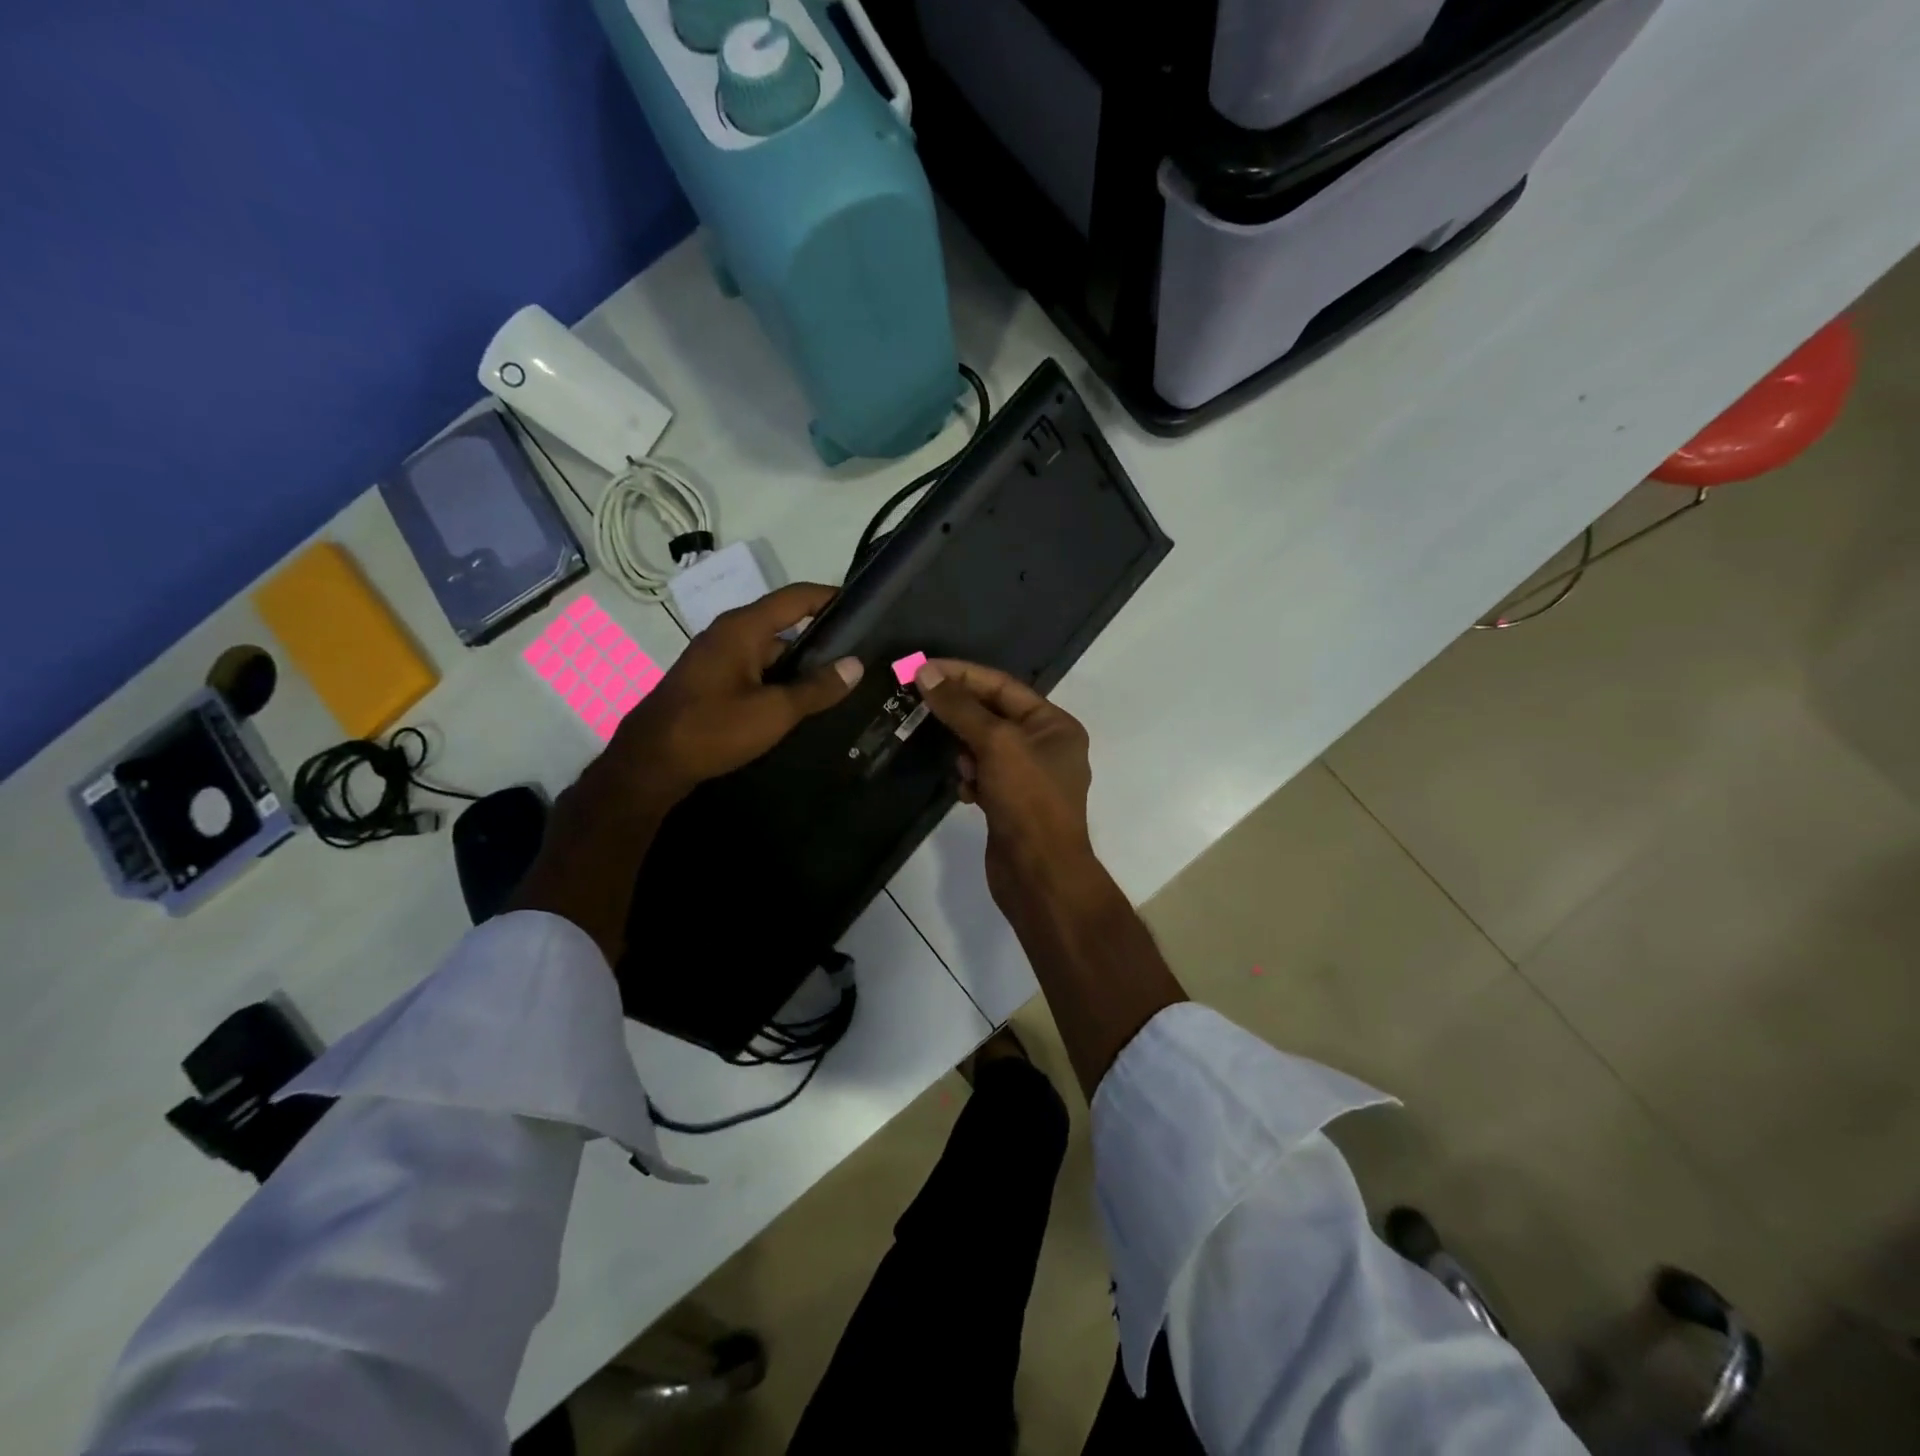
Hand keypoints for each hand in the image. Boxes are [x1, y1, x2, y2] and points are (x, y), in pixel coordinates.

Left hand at [604, 582, 864, 808]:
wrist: (650, 764)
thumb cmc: (712, 729)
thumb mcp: (773, 711)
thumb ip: (817, 688)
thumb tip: (856, 664)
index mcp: (743, 628)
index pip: (796, 597)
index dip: (830, 597)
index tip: (864, 608)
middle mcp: (729, 634)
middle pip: (785, 624)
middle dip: (822, 639)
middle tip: (859, 657)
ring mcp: (718, 658)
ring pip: (772, 653)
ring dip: (802, 667)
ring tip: (840, 685)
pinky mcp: (712, 682)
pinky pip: (757, 672)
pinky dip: (780, 682)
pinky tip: (802, 705)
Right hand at [914, 659, 1095, 906]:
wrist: (1039, 874)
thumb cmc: (1027, 800)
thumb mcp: (996, 744)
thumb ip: (960, 707)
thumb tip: (927, 672)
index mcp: (1055, 725)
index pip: (1003, 686)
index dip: (963, 675)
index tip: (923, 668)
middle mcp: (1046, 746)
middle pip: (993, 715)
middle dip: (960, 715)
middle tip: (920, 706)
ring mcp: (1028, 778)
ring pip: (984, 747)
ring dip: (965, 752)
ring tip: (961, 768)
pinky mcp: (1011, 803)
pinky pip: (983, 776)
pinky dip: (970, 780)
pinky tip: (965, 794)